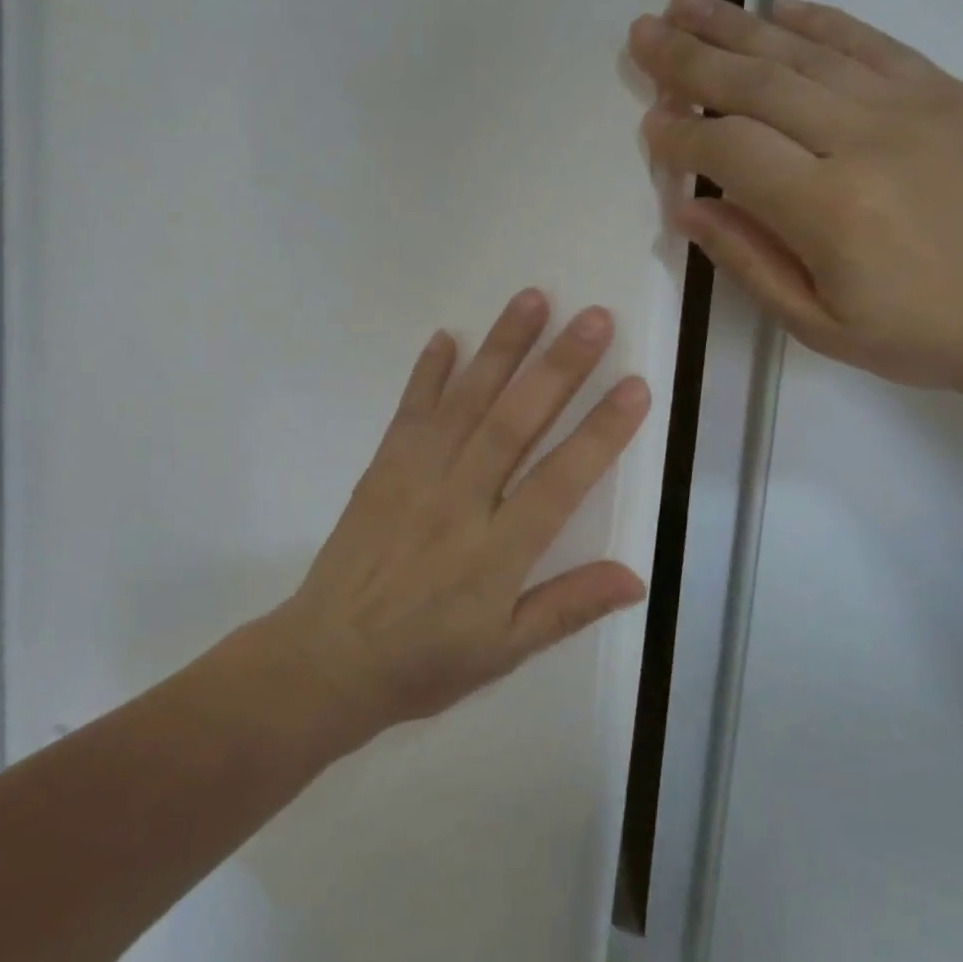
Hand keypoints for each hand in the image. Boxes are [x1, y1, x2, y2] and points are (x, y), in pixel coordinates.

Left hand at [266, 289, 652, 737]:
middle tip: (595, 317)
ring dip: (501, 349)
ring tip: (533, 299)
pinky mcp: (382, 469)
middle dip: (558, 367)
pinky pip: (409, 412)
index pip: (561, 481)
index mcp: (496, 552)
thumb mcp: (503, 652)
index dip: (601, 432)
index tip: (634, 384)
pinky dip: (427, 372)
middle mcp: (459, 503)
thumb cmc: (423, 662)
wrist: (326, 660)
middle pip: (515, 424)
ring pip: (466, 403)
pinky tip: (446, 336)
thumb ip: (567, 608)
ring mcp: (415, 479)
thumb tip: (636, 578)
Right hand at [628, 0, 962, 402]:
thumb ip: (749, 261)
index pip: (730, 150)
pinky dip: (819, 21)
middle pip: (758, 83)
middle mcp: (866, 140)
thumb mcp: (821, 327)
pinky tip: (778, 8)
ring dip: (738, 24)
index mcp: (830, 209)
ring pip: (806, 51)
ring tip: (685, 4)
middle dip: (690, 58)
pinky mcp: (950, 91)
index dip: (681, 136)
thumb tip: (687, 210)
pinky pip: (871, 42)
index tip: (650, 126)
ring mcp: (914, 105)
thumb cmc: (928, 336)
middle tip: (642, 32)